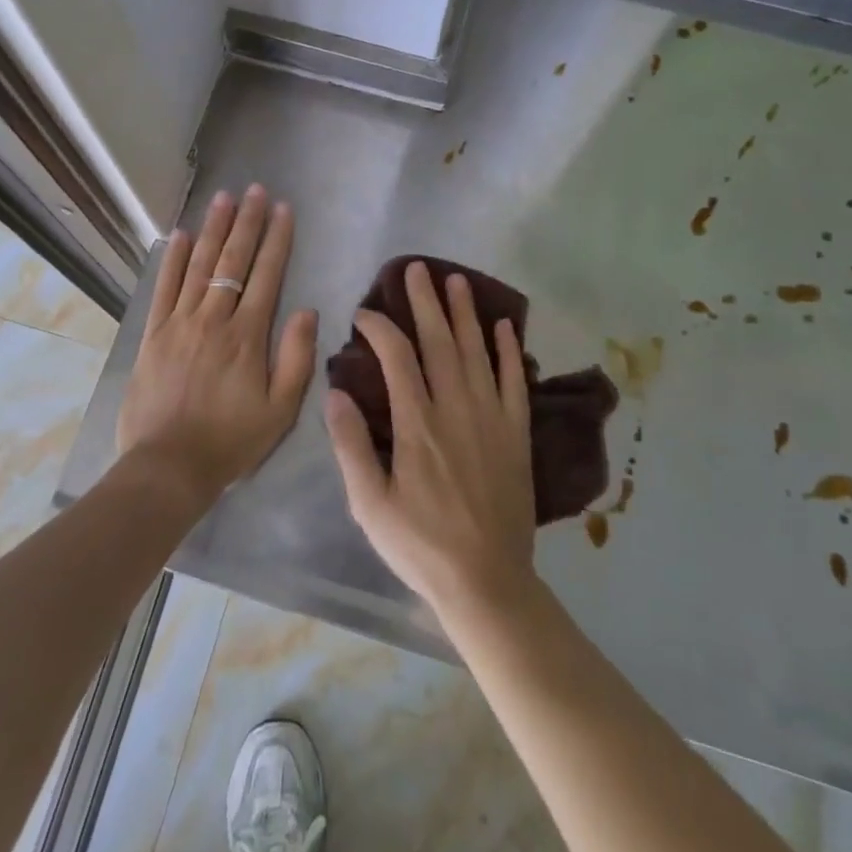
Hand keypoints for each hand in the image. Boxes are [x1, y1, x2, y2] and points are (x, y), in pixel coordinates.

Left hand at [116, 185, 317, 508]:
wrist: (167, 467)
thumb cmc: (230, 441)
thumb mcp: (280, 410)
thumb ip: (296, 358)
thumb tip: (306, 310)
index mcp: (247, 336)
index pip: (266, 276)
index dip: (276, 240)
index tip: (283, 209)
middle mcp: (213, 319)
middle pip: (233, 261)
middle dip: (247, 222)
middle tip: (255, 189)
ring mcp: (179, 323)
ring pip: (199, 266)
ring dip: (213, 229)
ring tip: (223, 198)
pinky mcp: (152, 335)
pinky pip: (164, 288)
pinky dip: (172, 259)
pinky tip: (180, 235)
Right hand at [325, 261, 537, 617]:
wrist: (487, 582)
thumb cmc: (421, 546)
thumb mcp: (369, 504)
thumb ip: (351, 445)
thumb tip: (335, 392)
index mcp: (417, 423)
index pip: (397, 357)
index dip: (379, 327)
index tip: (364, 312)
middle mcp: (456, 407)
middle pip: (439, 341)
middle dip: (425, 301)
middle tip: (417, 268)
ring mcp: (491, 417)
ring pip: (477, 351)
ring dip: (466, 313)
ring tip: (457, 280)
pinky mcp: (516, 432)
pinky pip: (515, 381)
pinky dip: (509, 350)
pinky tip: (504, 326)